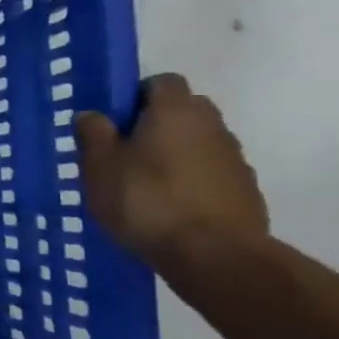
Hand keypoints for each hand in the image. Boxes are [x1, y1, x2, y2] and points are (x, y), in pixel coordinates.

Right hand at [74, 73, 268, 268]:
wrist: (215, 256)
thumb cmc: (146, 200)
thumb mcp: (99, 166)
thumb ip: (93, 134)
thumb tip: (92, 115)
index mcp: (176, 110)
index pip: (162, 81)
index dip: (137, 95)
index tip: (116, 121)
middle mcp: (212, 126)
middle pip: (185, 111)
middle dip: (158, 125)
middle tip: (127, 152)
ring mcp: (235, 160)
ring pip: (199, 144)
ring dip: (177, 156)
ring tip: (146, 187)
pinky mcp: (246, 193)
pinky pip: (212, 175)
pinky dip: (193, 184)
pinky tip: (171, 210)